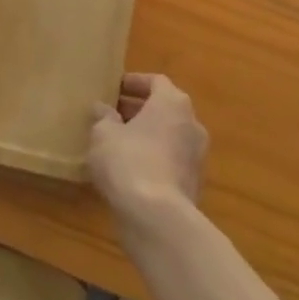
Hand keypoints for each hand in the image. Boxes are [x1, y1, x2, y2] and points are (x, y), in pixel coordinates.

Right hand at [88, 73, 206, 227]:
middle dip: (138, 110)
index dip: (134, 82)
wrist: (158, 217)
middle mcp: (192, 124)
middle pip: (165, 108)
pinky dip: (153, 158)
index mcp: (172, 103)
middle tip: (112, 114)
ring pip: (169, 136)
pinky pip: (170, 161)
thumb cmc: (129, 161)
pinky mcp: (194, 183)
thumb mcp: (104, 134)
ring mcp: (197, 156)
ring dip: (146, 135)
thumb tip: (102, 108)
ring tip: (117, 143)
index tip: (115, 88)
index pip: (156, 81)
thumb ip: (103, 118)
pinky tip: (129, 170)